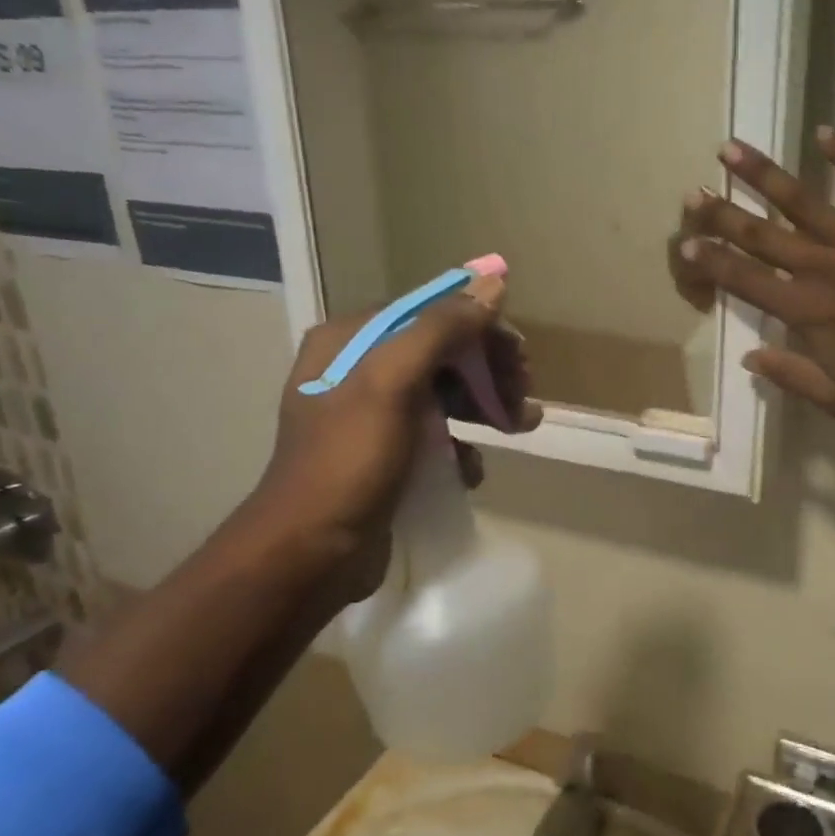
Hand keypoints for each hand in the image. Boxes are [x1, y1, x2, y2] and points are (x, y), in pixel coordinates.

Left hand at [235, 277, 541, 603]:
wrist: (310, 554)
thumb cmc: (349, 462)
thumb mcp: (393, 384)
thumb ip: (441, 329)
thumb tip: (494, 282)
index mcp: (351, 341)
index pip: (430, 314)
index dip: (480, 329)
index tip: (519, 356)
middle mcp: (358, 370)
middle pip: (442, 354)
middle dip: (488, 372)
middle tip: (524, 397)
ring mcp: (372, 416)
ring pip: (444, 395)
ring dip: (485, 407)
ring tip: (521, 426)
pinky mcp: (385, 456)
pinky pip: (435, 436)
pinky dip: (461, 447)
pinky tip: (472, 469)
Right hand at [670, 128, 834, 468]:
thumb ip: (790, 375)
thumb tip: (749, 357)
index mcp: (804, 310)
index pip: (744, 280)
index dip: (711, 262)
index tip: (684, 244)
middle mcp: (821, 267)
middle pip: (761, 235)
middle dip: (722, 214)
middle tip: (694, 193)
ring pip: (802, 201)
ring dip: (763, 175)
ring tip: (731, 148)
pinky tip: (824, 132)